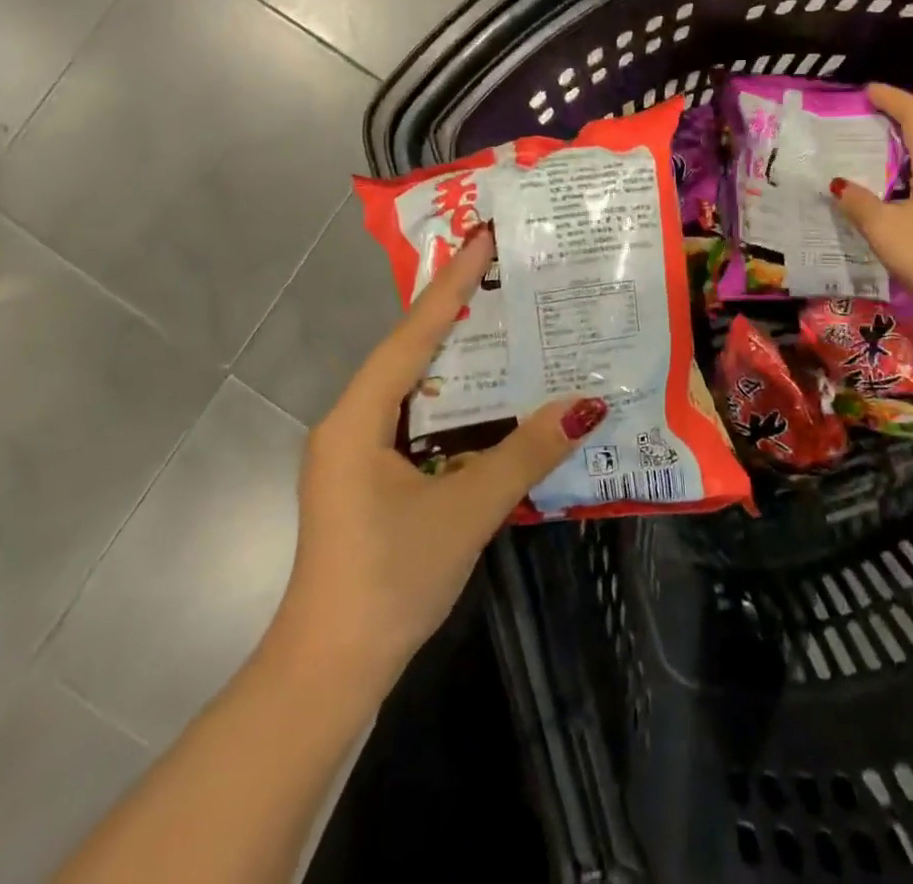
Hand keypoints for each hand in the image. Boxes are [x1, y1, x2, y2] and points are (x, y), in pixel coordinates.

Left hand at [269, 229, 605, 688]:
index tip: (482, 240)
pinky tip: (489, 400)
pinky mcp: (368, 479)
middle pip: (410, 352)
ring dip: (456, 360)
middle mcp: (351, 423)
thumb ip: (526, 453)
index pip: (413, 334)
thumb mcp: (466, 511)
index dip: (451, 285)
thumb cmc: (390, 579)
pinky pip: (416, 420)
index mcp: (358, 418)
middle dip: (456, 313)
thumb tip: (585, 405)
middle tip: (505, 276)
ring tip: (506, 325)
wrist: (328, 672)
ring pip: (413, 387)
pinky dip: (453, 403)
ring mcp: (355, 453)